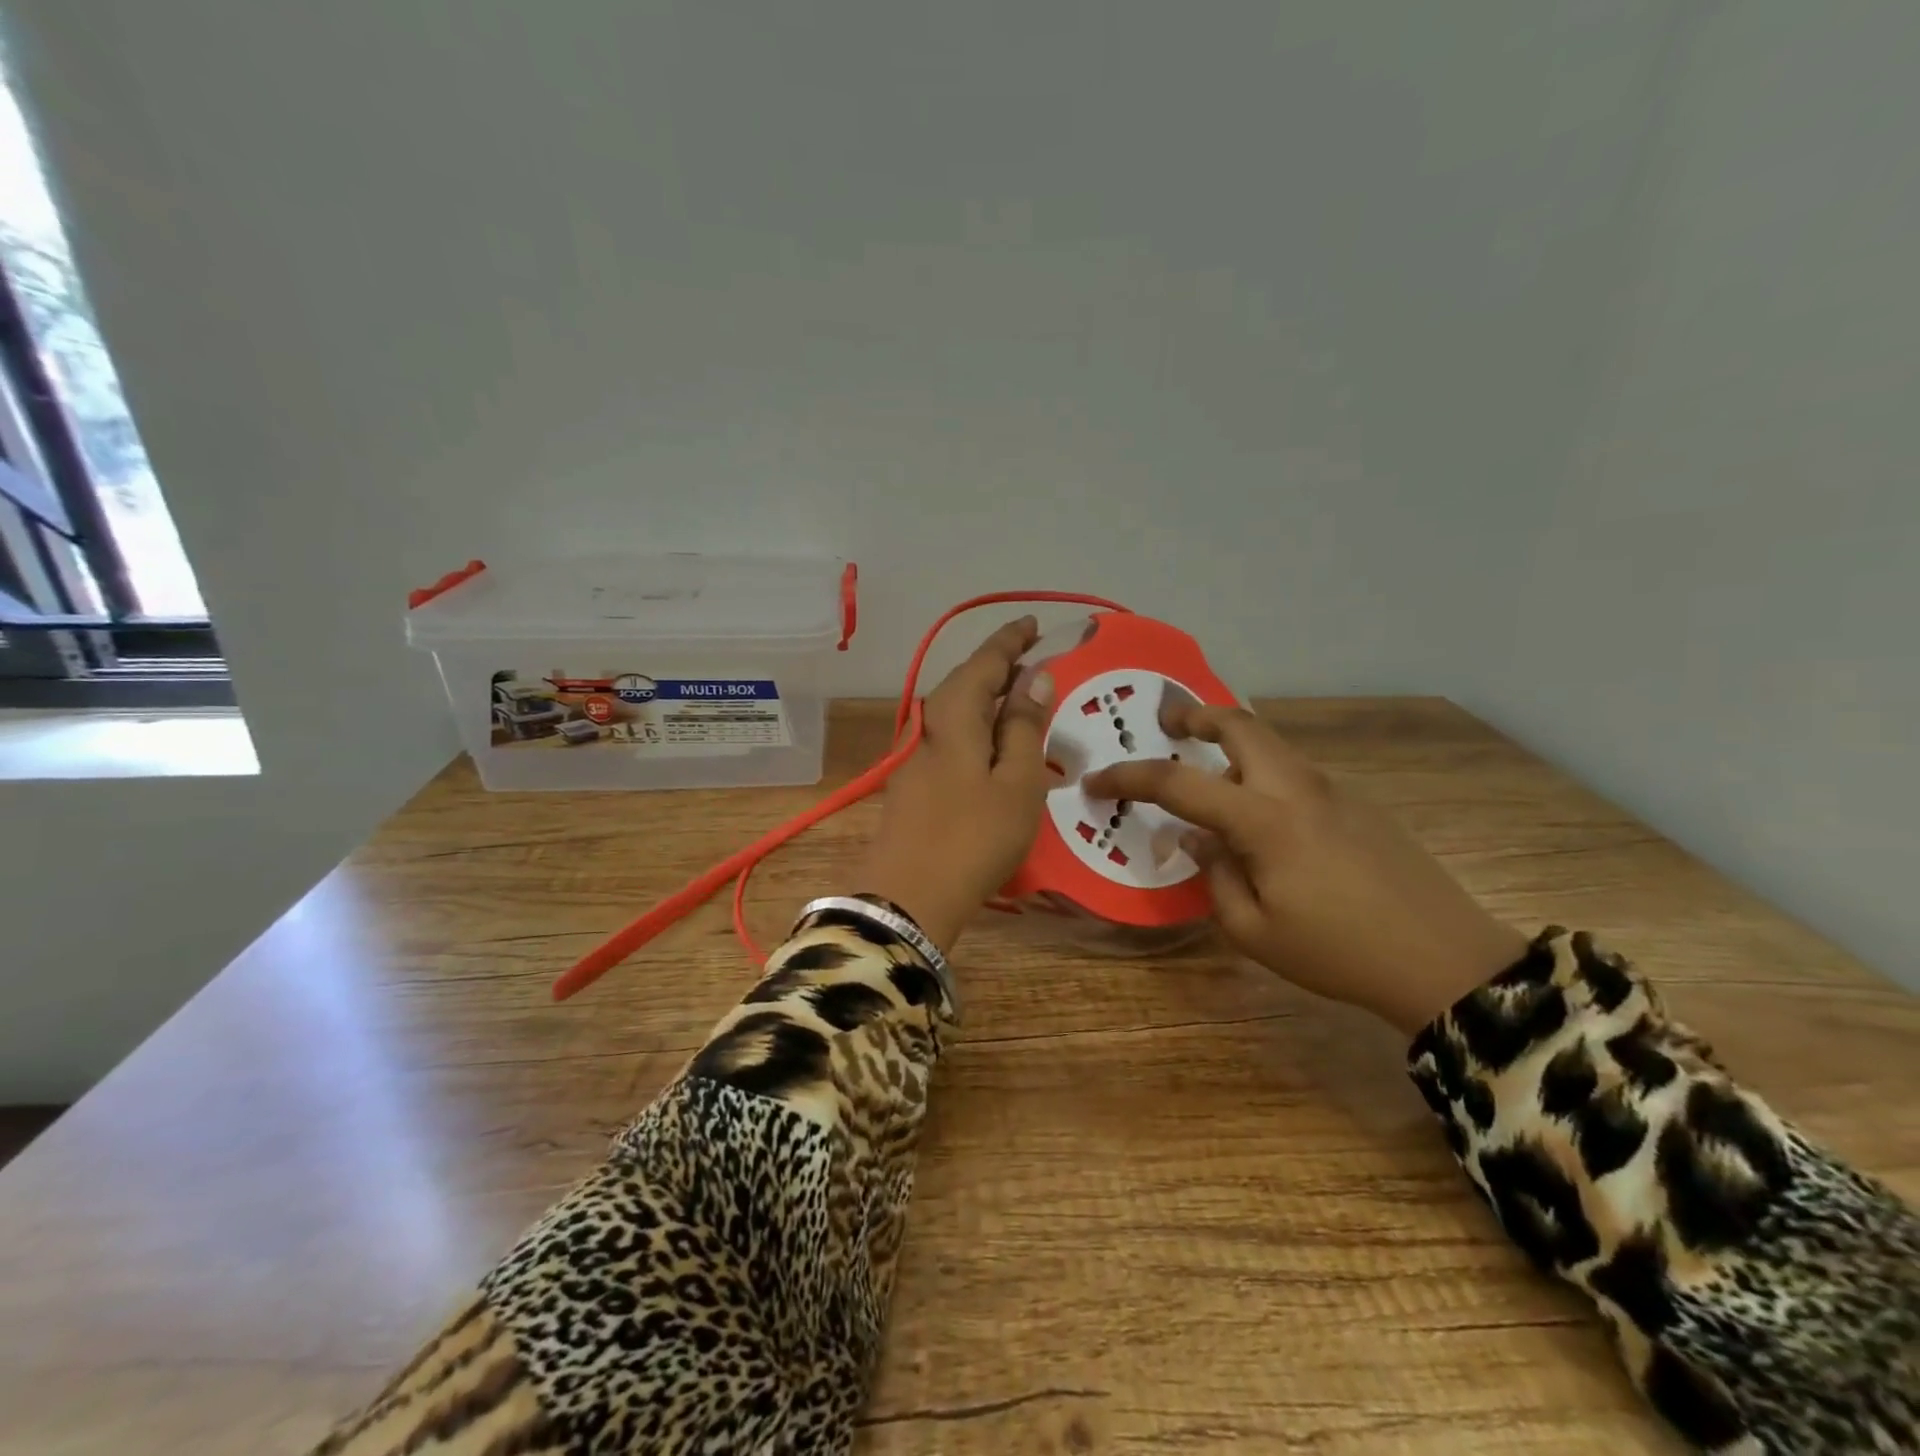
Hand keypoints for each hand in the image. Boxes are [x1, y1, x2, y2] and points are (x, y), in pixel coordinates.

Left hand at [854, 618, 1055, 950]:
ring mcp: (916, 757)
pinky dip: (978, 731)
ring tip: (1023, 702)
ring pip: (958, 713)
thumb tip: (1034, 676)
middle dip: (1000, 668)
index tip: (1034, 623)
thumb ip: (1023, 726)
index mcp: (954, 715)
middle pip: (966, 684)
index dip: (1010, 640)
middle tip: (1036, 662)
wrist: (908, 898)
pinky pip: (952, 740)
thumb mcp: (1016, 782)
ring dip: (989, 701)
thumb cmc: (975, 837)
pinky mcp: (913, 784)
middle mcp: (929, 726)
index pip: (984, 661)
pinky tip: (996, 748)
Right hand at [1085, 701, 1527, 1035]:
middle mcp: (1296, 788)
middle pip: (1240, 724)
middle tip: (1167, 723)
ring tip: (1206, 767)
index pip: (1179, 782)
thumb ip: (1213, 876)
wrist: (1445, 960)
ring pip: (1270, 744)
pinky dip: (1262, 771)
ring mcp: (1333, 789)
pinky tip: (1260, 813)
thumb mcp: (1253, 931)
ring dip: (1230, 741)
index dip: (1130, 777)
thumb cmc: (1337, 952)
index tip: (1097, 781)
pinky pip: (1295, 771)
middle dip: (1196, 713)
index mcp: (1264, 819)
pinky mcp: (1358, 802)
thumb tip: (1196, 839)